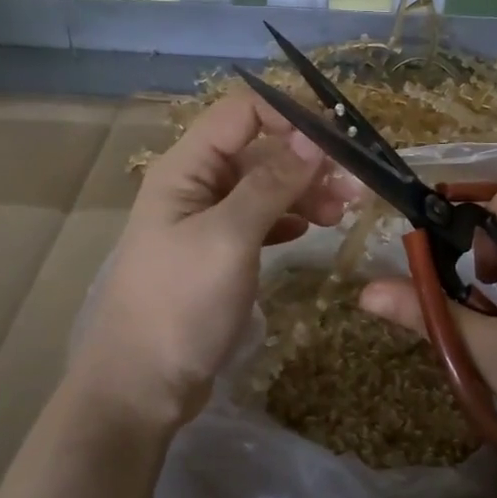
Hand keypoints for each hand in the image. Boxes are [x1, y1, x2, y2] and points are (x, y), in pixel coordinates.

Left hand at [68, 90, 354, 428]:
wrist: (141, 384)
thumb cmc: (181, 304)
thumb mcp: (229, 238)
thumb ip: (271, 184)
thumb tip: (312, 138)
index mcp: (185, 169)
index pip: (240, 112)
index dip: (288, 116)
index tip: (337, 141)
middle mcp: (193, 186)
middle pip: (257, 151)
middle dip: (306, 161)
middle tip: (355, 188)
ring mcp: (204, 221)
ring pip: (262, 187)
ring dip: (303, 192)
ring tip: (343, 215)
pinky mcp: (216, 253)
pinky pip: (258, 220)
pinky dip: (287, 220)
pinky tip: (309, 231)